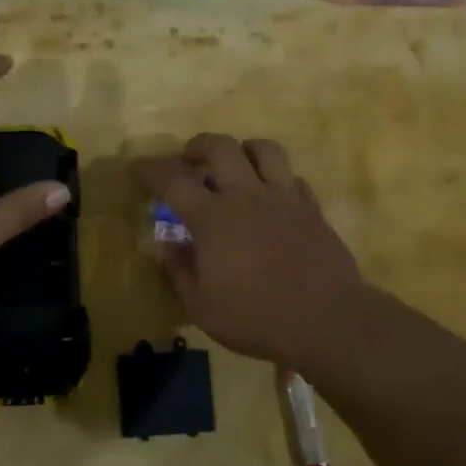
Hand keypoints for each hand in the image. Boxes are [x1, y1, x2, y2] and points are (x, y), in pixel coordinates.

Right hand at [135, 134, 368, 371]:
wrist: (328, 320)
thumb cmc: (257, 317)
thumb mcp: (202, 307)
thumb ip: (180, 273)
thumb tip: (167, 248)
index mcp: (213, 218)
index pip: (173, 180)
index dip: (150, 169)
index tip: (137, 168)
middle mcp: (247, 196)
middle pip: (221, 147)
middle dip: (198, 145)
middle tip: (189, 159)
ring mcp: (284, 198)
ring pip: (264, 149)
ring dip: (243, 150)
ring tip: (235, 166)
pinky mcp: (312, 209)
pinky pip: (293, 178)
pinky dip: (276, 179)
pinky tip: (271, 197)